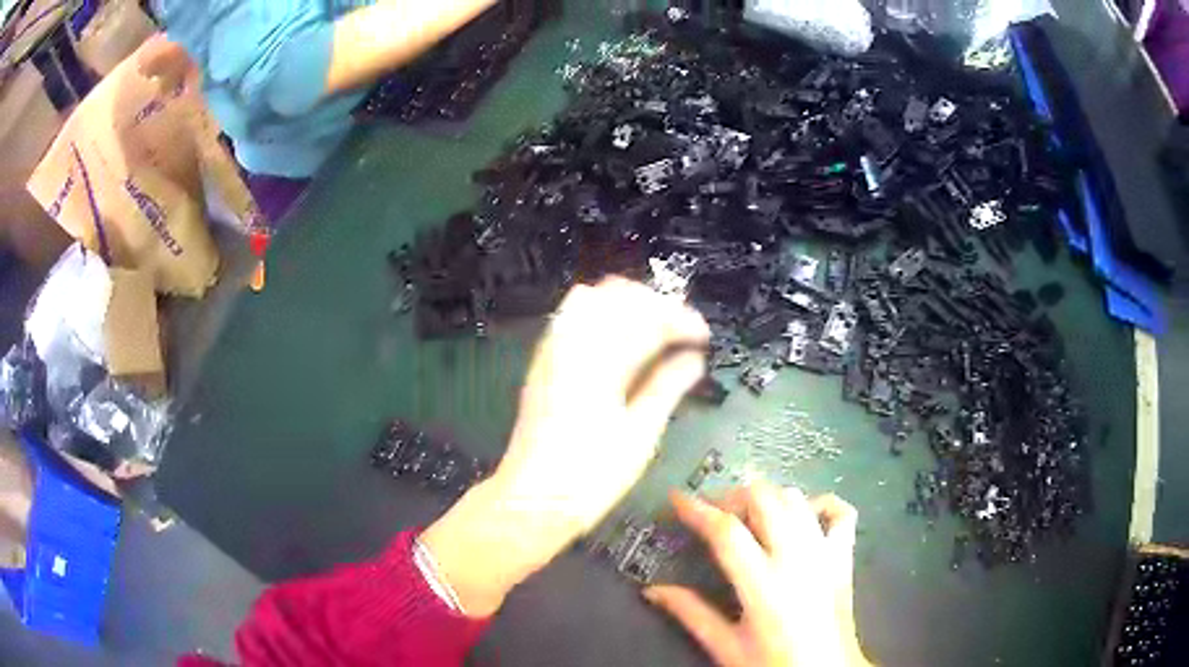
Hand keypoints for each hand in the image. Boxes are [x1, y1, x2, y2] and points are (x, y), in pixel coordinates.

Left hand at [421, 278, 709, 615]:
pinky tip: (617, 340)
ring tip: (653, 330)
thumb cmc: (590, 476)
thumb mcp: (640, 435)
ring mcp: (551, 350)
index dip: (680, 319)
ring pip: (589, 298)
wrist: (532, 500)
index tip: (703, 335)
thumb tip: (693, 359)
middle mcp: (571, 344)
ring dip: (625, 304)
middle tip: (681, 330)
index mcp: (600, 362)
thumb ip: (667, 387)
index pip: (647, 318)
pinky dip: (600, 315)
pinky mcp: (542, 362)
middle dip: (654, 303)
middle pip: (616, 295)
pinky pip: (570, 317)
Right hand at [645, 485, 870, 666]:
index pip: (726, 532)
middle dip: (733, 496)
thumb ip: (691, 613)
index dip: (697, 509)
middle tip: (713, 512)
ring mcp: (825, 552)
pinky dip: (819, 504)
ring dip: (768, 498)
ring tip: (749, 516)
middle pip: (764, 499)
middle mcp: (796, 558)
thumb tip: (652, 590)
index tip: (677, 497)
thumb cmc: (773, 664)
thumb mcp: (726, 647)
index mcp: (763, 584)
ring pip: (796, 499)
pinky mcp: (844, 556)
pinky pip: (840, 511)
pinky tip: (802, 516)